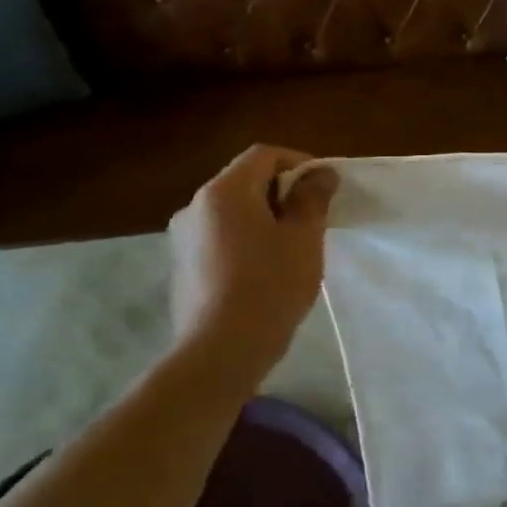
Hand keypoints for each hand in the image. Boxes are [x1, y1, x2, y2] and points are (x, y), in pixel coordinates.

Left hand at [168, 146, 337, 380]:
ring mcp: (183, 238)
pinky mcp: (182, 267)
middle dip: (282, 192)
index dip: (299, 163)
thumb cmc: (270, 285)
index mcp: (224, 192)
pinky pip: (219, 237)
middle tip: (313, 219)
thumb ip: (312, 198)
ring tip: (292, 247)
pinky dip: (245, 240)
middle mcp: (195, 206)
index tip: (324, 188)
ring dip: (264, 218)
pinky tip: (264, 271)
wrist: (220, 351)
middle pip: (245, 181)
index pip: (264, 155)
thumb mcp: (304, 237)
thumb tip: (320, 174)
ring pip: (232, 212)